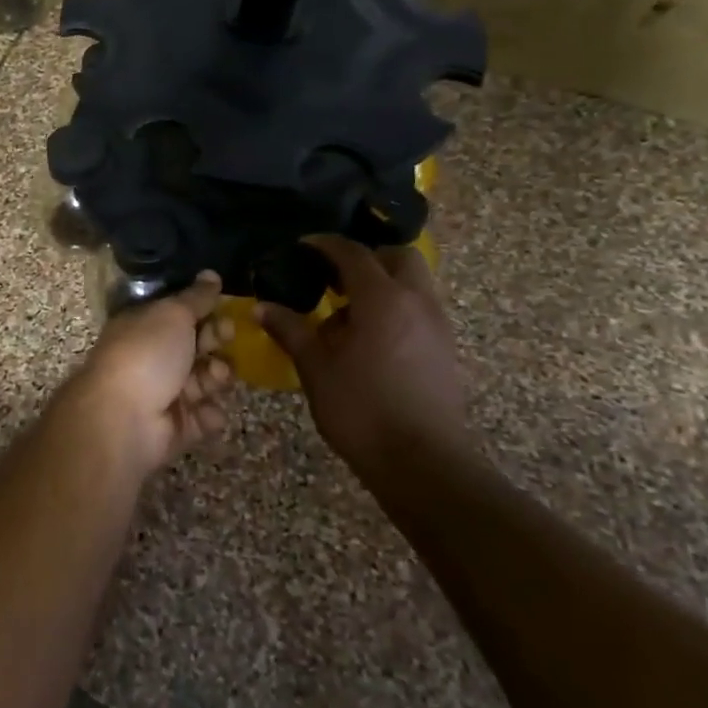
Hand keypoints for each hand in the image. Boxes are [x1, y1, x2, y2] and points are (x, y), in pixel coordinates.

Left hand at [66, 271, 233, 472]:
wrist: (124, 419)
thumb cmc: (146, 355)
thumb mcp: (172, 314)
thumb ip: (196, 297)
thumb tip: (211, 274)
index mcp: (144, 327)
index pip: (180, 315)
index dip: (205, 310)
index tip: (225, 307)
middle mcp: (153, 358)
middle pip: (196, 346)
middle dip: (216, 341)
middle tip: (225, 338)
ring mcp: (164, 394)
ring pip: (205, 381)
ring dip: (216, 376)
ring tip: (215, 376)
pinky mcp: (176, 428)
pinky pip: (204, 417)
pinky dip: (209, 414)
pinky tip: (206, 411)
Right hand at [257, 237, 466, 482]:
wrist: (423, 463)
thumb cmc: (361, 409)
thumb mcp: (316, 368)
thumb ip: (290, 330)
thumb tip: (262, 307)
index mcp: (382, 299)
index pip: (353, 253)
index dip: (325, 244)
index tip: (302, 247)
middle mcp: (416, 301)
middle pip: (397, 257)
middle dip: (366, 258)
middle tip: (334, 277)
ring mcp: (437, 325)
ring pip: (413, 283)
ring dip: (382, 284)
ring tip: (347, 314)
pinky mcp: (445, 349)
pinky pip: (419, 309)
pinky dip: (395, 308)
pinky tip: (369, 340)